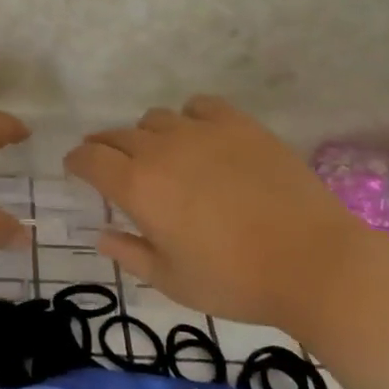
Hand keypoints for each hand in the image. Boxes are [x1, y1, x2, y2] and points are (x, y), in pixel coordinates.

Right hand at [64, 95, 363, 330]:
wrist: (313, 262)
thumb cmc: (235, 282)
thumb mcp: (172, 281)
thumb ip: (130, 254)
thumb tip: (101, 236)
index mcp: (137, 186)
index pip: (90, 158)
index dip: (76, 161)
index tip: (75, 168)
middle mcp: (160, 149)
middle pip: (117, 134)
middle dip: (104, 147)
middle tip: (109, 164)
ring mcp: (201, 131)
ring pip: (156, 118)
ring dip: (146, 135)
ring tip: (160, 155)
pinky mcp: (239, 124)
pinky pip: (199, 106)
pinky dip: (189, 118)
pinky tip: (200, 137)